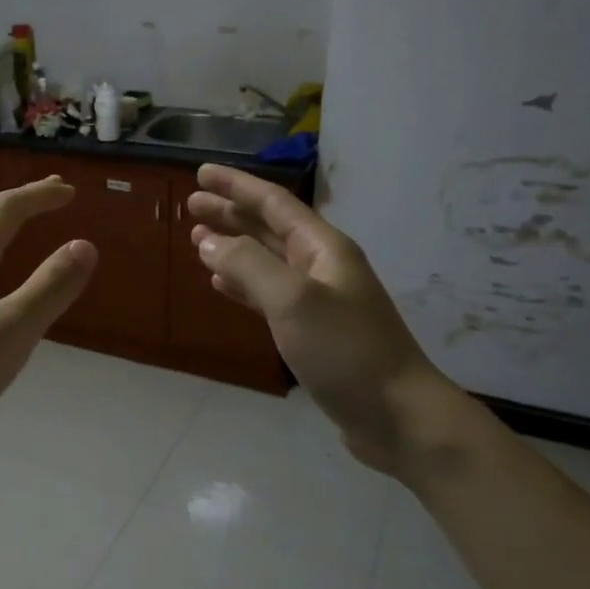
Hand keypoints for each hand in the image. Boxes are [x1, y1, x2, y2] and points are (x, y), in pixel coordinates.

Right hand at [186, 163, 466, 478]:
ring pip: (267, 260)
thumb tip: (209, 241)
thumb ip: (249, 265)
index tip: (200, 172)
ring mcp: (319, 299)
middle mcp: (321, 266)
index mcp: (322, 248)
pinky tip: (222, 284)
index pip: (273, 203)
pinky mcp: (313, 332)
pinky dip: (244, 284)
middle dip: (231, 212)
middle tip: (191, 205)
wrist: (398, 416)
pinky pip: (269, 294)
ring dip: (233, 246)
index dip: (236, 185)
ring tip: (197, 240)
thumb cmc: (346, 351)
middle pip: (269, 228)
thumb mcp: (293, 301)